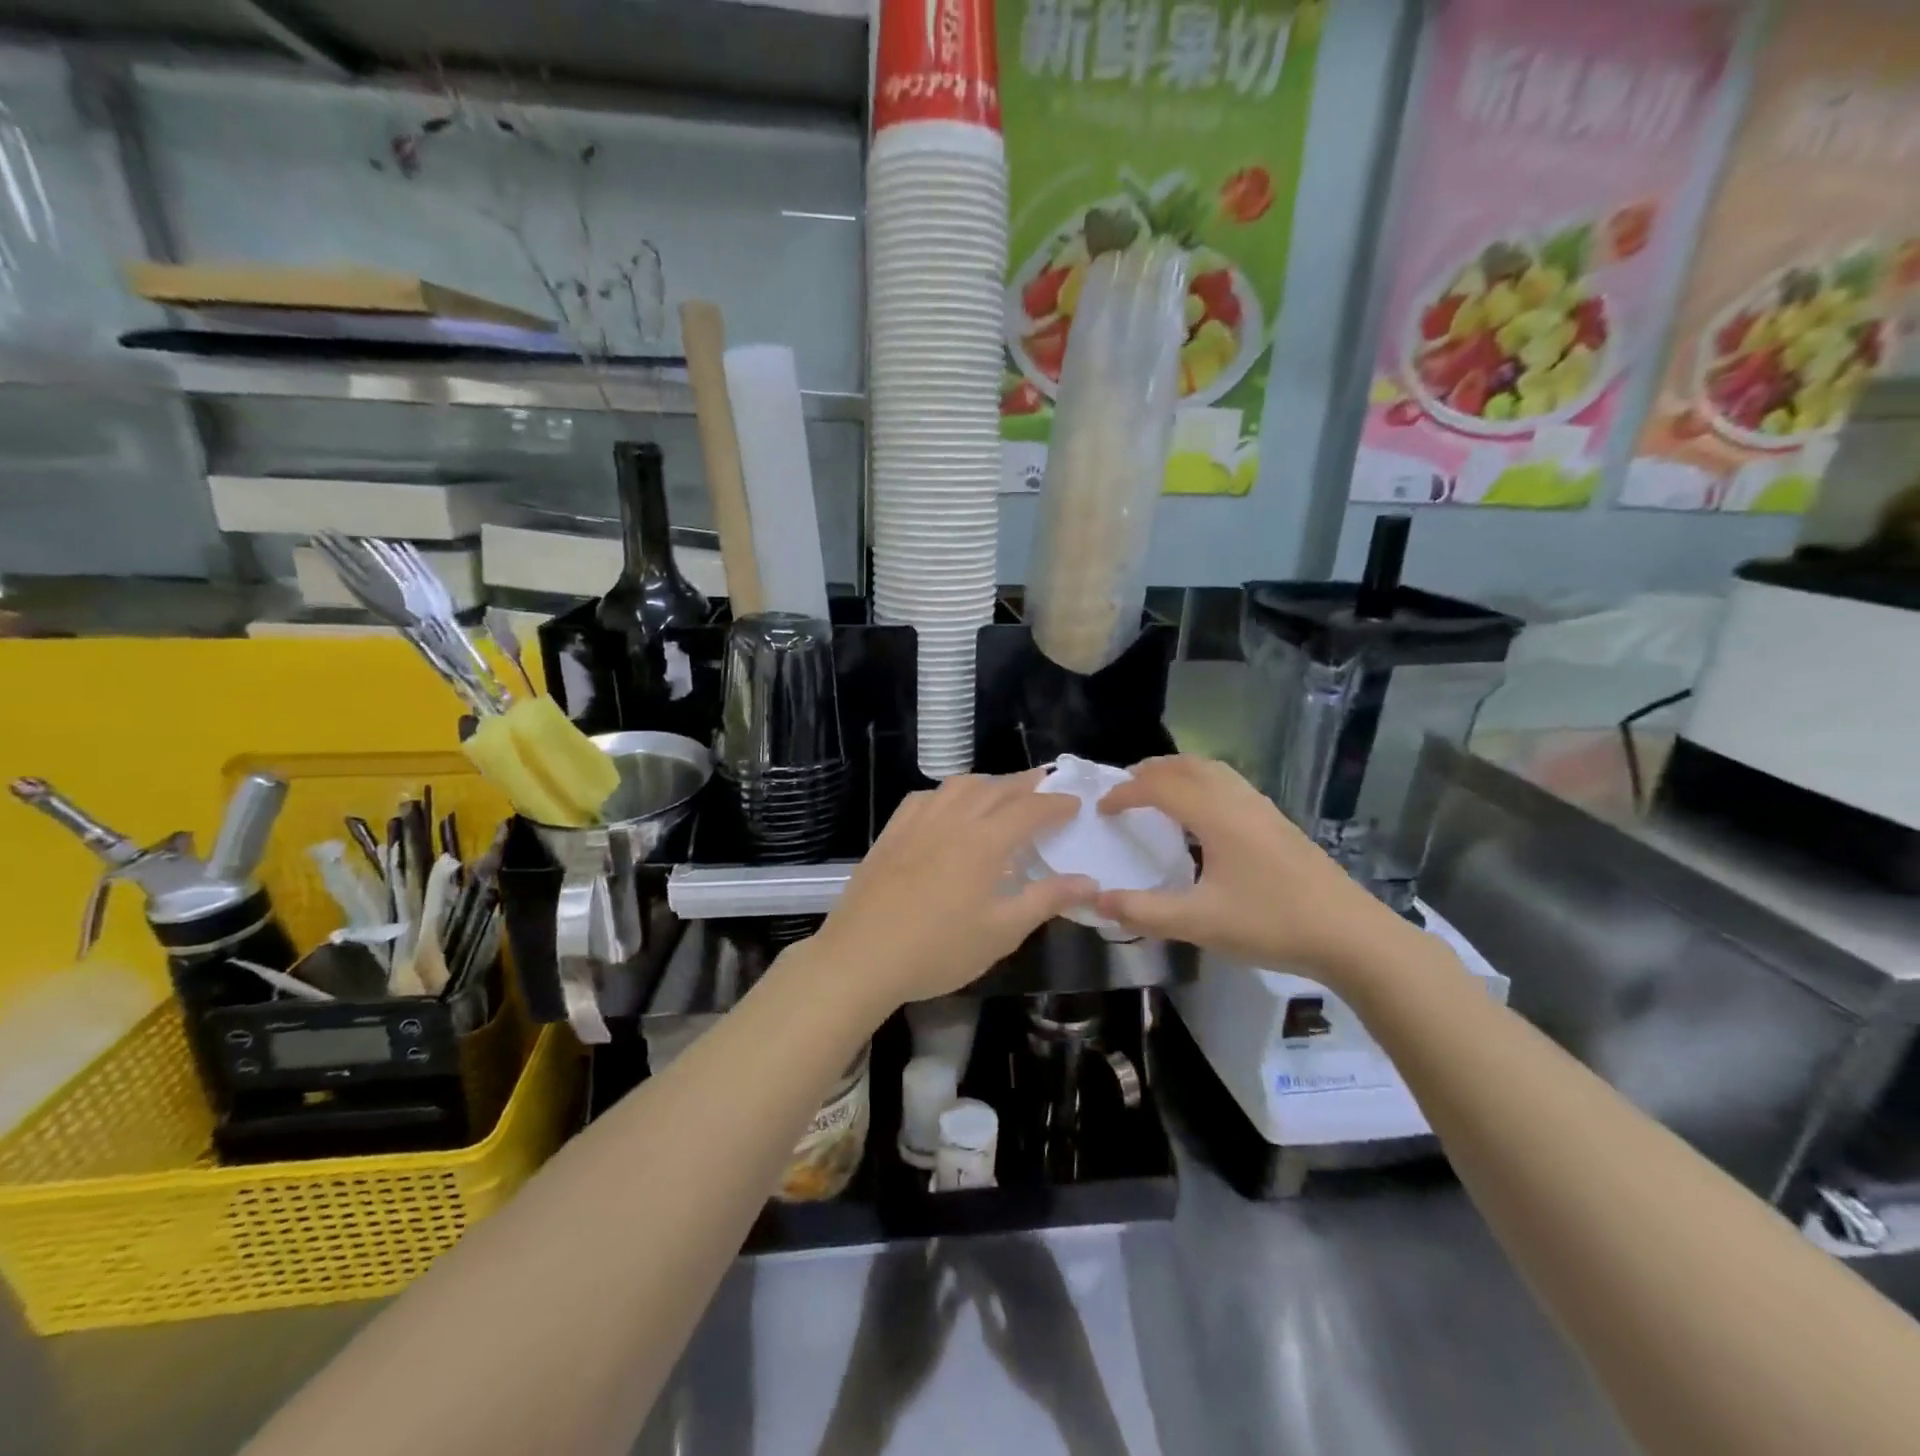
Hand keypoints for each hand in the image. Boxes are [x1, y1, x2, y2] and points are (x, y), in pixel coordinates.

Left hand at [809, 770, 1095, 1012]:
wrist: (861, 957)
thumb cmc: (938, 950)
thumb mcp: (1001, 932)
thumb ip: (1046, 900)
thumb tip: (1090, 881)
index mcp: (984, 842)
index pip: (1029, 809)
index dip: (1055, 804)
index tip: (1074, 803)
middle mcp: (952, 820)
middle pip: (995, 789)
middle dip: (1025, 784)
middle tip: (1045, 784)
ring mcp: (917, 823)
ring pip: (958, 786)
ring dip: (987, 782)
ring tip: (1001, 791)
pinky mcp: (891, 833)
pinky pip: (924, 797)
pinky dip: (947, 793)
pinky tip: (947, 806)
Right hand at [1093, 755, 1403, 978]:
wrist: (1352, 936)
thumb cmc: (1271, 924)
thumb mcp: (1199, 923)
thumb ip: (1144, 912)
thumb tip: (1097, 901)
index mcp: (1216, 816)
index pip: (1160, 786)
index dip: (1125, 792)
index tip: (1102, 810)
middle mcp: (1239, 801)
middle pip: (1188, 766)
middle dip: (1151, 771)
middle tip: (1124, 789)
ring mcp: (1264, 810)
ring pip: (1214, 771)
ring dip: (1179, 773)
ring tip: (1158, 794)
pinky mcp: (1279, 824)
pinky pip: (1231, 786)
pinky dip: (1203, 785)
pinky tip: (1203, 819)